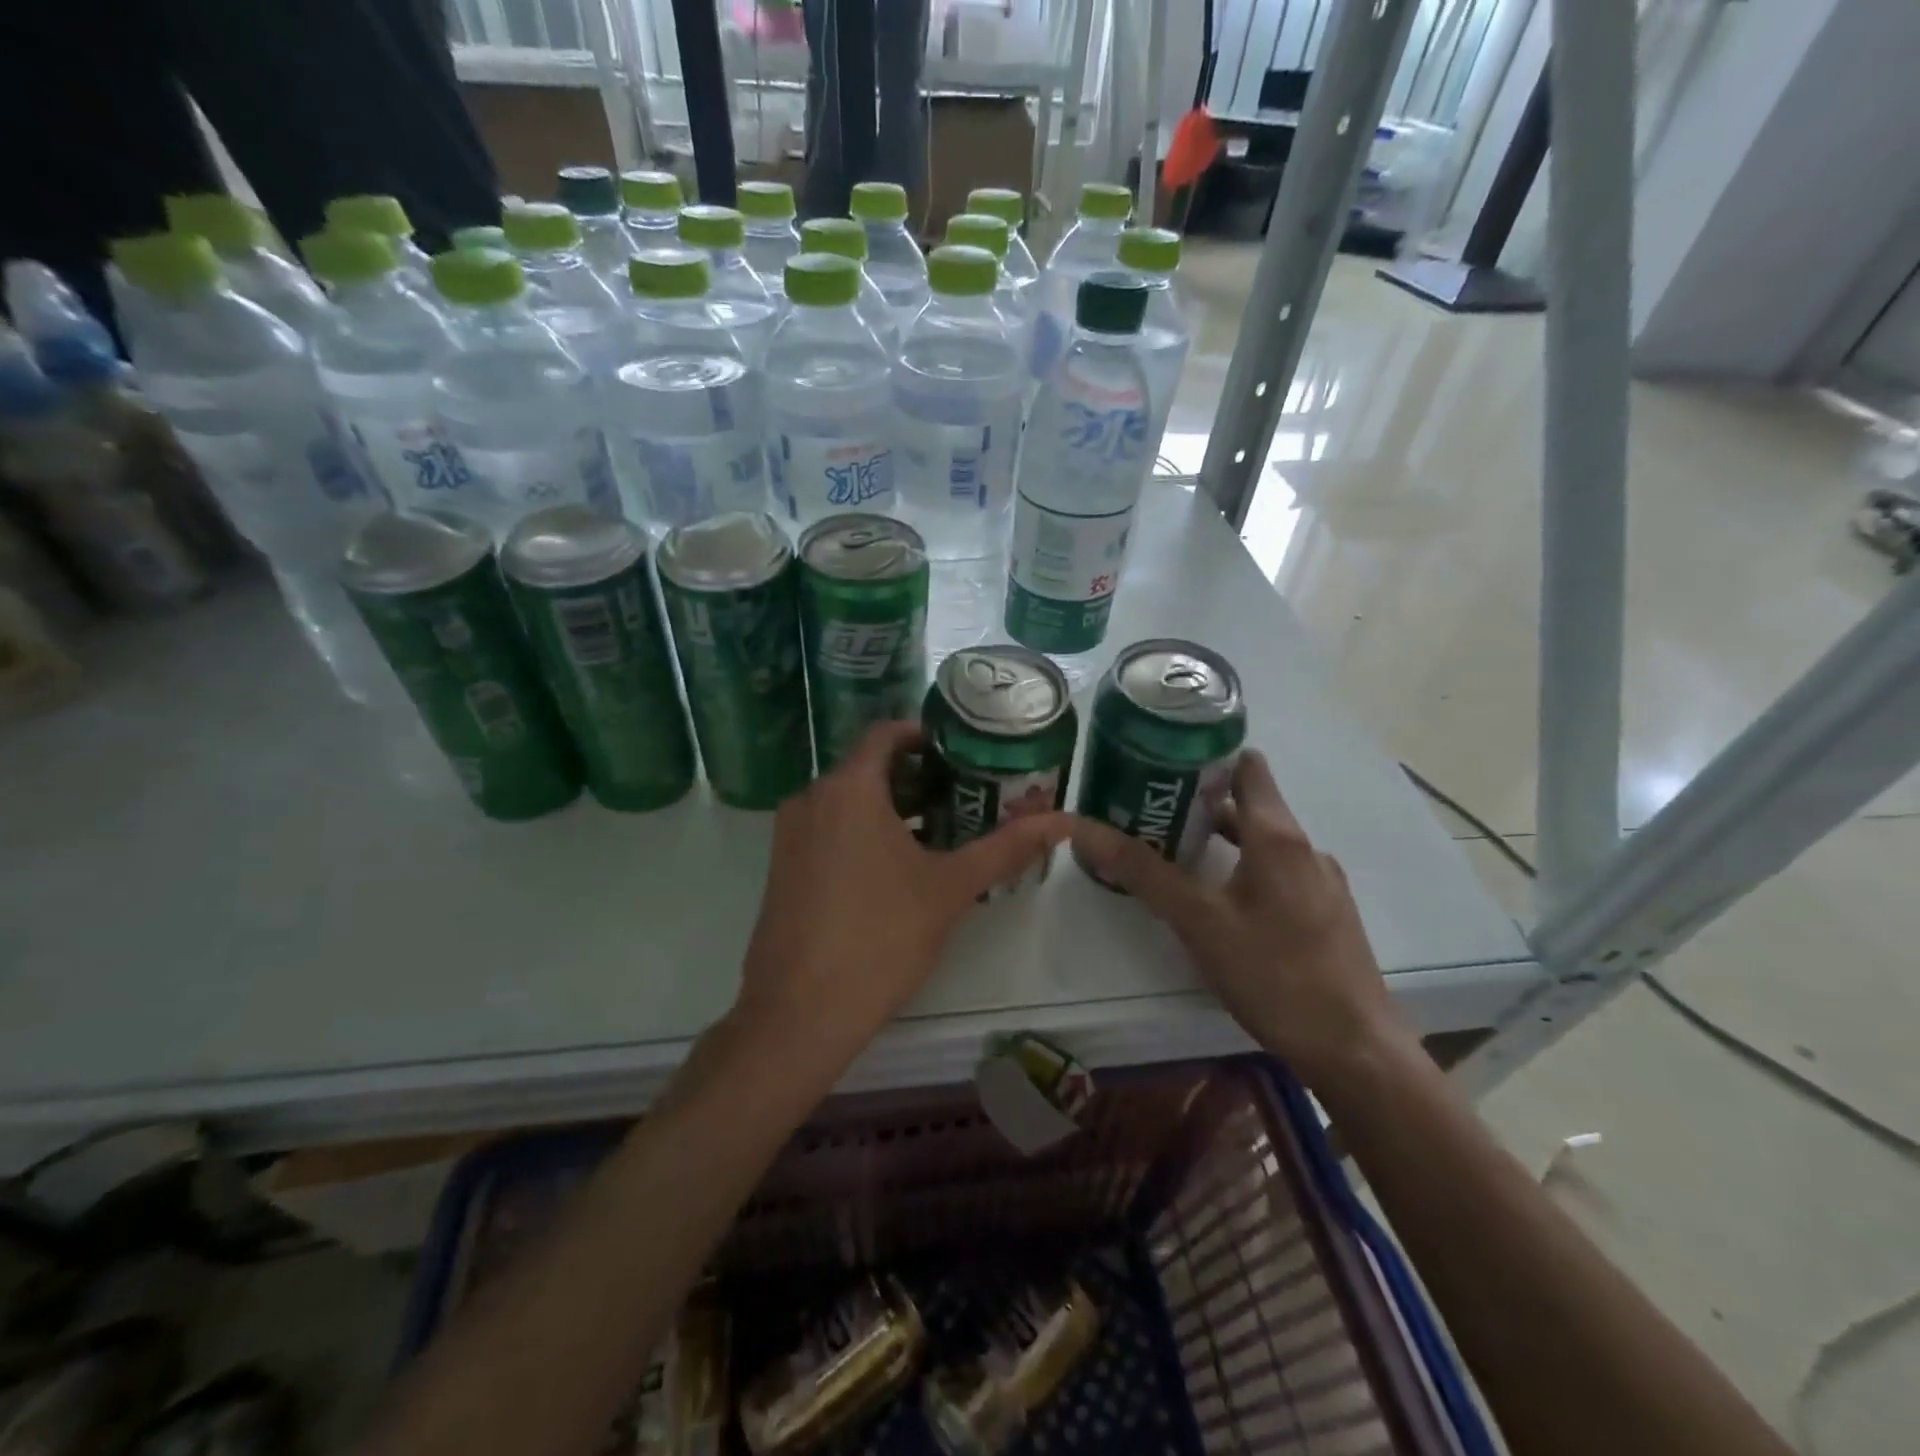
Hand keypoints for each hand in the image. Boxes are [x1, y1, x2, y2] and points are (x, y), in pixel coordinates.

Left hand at [733, 721, 1072, 1066]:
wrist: (800, 1011)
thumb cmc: (881, 936)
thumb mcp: (951, 888)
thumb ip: (1006, 847)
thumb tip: (1064, 821)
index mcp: (849, 788)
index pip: (886, 733)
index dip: (926, 736)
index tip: (962, 753)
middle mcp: (812, 799)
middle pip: (869, 767)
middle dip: (918, 777)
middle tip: (964, 796)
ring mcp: (791, 834)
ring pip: (848, 801)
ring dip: (892, 807)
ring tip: (941, 832)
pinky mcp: (783, 866)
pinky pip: (829, 828)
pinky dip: (863, 831)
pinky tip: (899, 868)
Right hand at [1070, 749, 1407, 1086]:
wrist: (1354, 1049)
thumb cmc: (1275, 974)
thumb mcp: (1199, 922)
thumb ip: (1143, 872)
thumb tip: (1085, 829)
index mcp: (1278, 836)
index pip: (1247, 765)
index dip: (1207, 757)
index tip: (1161, 764)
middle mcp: (1305, 848)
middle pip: (1250, 804)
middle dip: (1199, 804)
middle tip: (1149, 812)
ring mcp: (1321, 882)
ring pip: (1263, 842)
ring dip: (1221, 841)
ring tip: (1174, 854)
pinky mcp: (1326, 914)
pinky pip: (1278, 873)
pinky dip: (1244, 870)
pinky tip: (1218, 902)